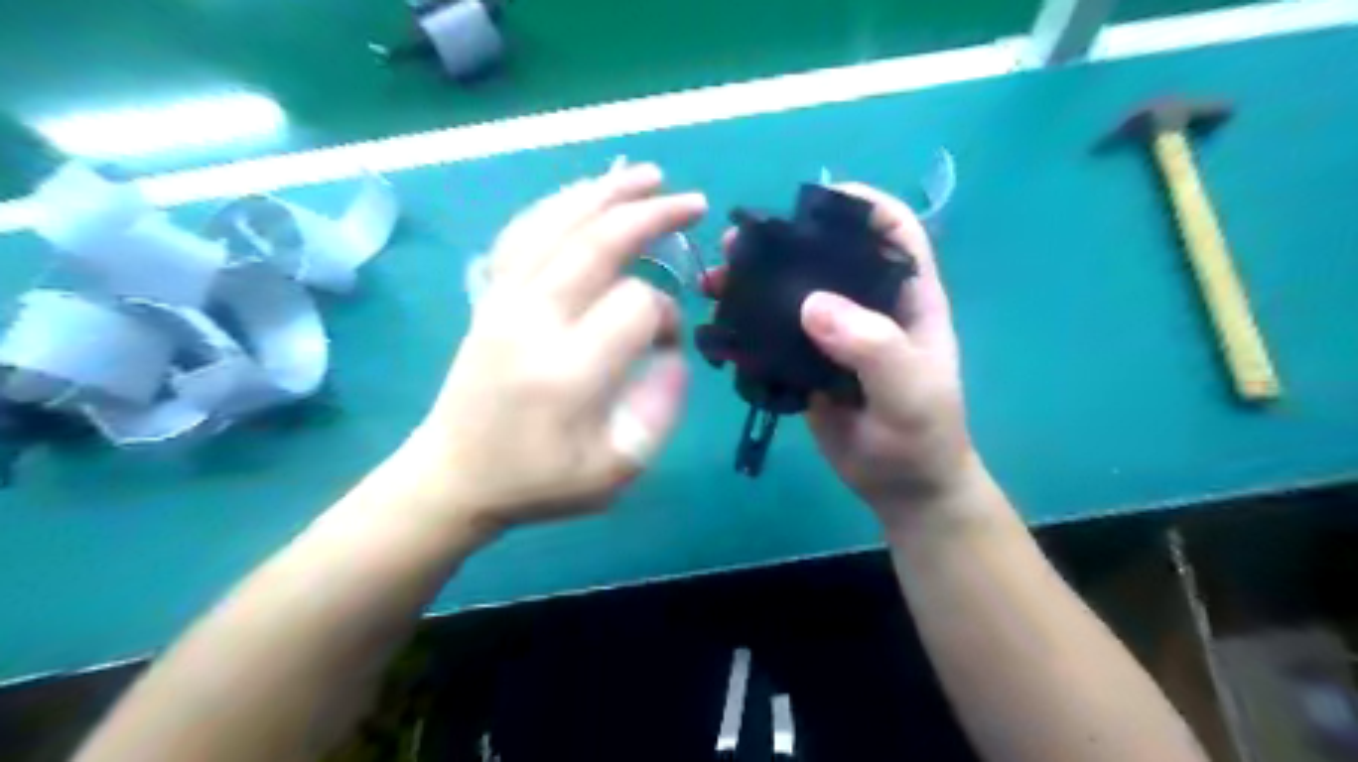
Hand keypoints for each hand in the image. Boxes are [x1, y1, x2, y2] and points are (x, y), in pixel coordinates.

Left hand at [402, 163, 705, 535]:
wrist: (454, 476)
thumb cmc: (540, 481)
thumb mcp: (616, 471)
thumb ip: (659, 410)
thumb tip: (673, 351)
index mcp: (569, 371)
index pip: (636, 307)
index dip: (667, 317)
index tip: (669, 344)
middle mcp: (534, 321)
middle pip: (597, 244)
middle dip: (651, 216)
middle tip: (693, 203)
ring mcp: (504, 301)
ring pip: (557, 225)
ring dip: (607, 193)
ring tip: (648, 176)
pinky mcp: (489, 296)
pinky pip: (523, 233)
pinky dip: (559, 205)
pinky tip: (585, 194)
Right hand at [710, 183, 975, 527]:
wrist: (901, 487)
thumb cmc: (920, 436)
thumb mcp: (910, 393)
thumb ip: (873, 347)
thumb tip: (813, 305)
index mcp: (907, 299)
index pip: (893, 232)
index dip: (860, 205)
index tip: (811, 200)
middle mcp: (869, 307)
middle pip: (827, 255)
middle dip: (783, 242)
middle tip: (737, 245)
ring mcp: (834, 334)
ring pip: (791, 292)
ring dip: (754, 282)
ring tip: (715, 281)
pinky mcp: (806, 362)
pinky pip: (774, 333)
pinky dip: (746, 323)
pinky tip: (719, 323)